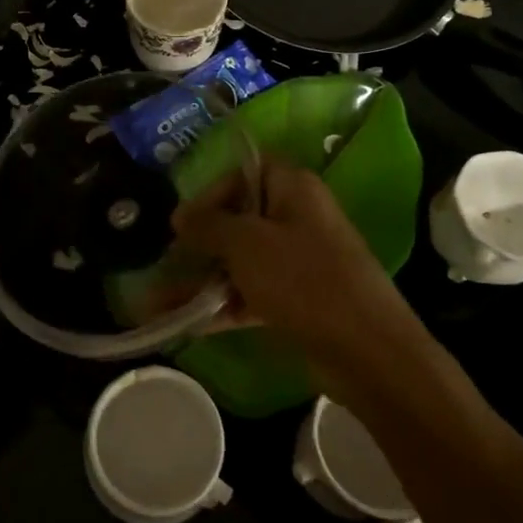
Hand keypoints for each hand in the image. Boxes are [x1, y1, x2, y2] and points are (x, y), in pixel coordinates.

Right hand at [171, 157, 430, 402]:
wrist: (367, 350)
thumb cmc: (303, 279)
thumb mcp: (246, 244)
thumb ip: (208, 225)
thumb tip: (180, 216)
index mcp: (293, 188)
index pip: (244, 172)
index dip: (211, 192)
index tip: (182, 221)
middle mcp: (297, 218)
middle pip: (238, 219)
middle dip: (198, 244)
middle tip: (164, 263)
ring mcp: (298, 262)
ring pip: (240, 262)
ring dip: (201, 280)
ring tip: (156, 304)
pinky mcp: (298, 300)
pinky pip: (251, 293)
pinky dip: (221, 305)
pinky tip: (183, 323)